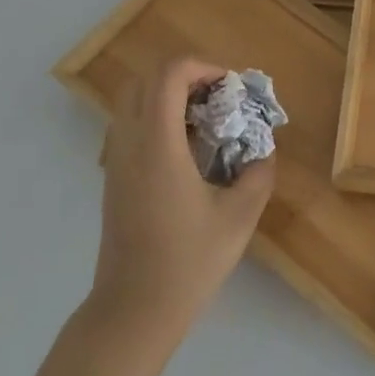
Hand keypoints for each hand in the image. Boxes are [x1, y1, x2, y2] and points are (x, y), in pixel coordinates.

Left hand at [90, 57, 276, 350]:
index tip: (231, 87)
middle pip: (145, 78)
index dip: (203, 67)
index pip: (169, 74)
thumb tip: (262, 151)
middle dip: (185, 76)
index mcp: (158, 145)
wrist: (134, 308)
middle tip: (219, 98)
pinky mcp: (113, 178)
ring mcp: (115, 160)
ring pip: (133, 101)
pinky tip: (186, 150)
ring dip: (168, 96)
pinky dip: (156, 118)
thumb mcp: (239, 217)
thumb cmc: (188, 262)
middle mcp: (129, 142)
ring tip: (205, 121)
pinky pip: (130, 125)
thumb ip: (258, 174)